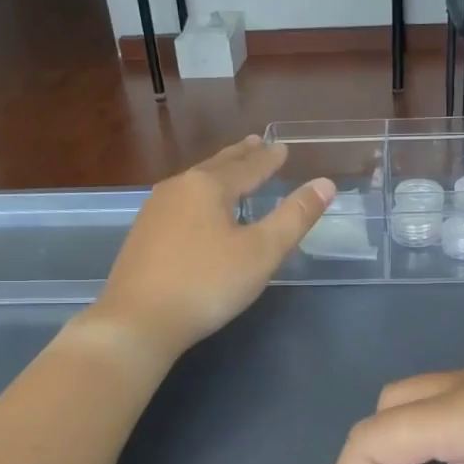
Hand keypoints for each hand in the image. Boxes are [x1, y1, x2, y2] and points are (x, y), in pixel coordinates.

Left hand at [87, 137, 331, 364]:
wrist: (138, 321)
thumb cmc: (207, 283)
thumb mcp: (262, 252)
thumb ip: (295, 217)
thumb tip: (325, 183)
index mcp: (208, 186)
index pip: (247, 167)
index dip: (269, 159)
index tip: (282, 147)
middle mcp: (178, 189)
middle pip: (216, 167)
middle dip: (239, 156)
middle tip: (255, 142)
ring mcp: (154, 211)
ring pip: (194, 183)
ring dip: (216, 174)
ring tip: (229, 170)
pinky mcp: (142, 236)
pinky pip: (179, 203)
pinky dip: (198, 196)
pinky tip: (196, 209)